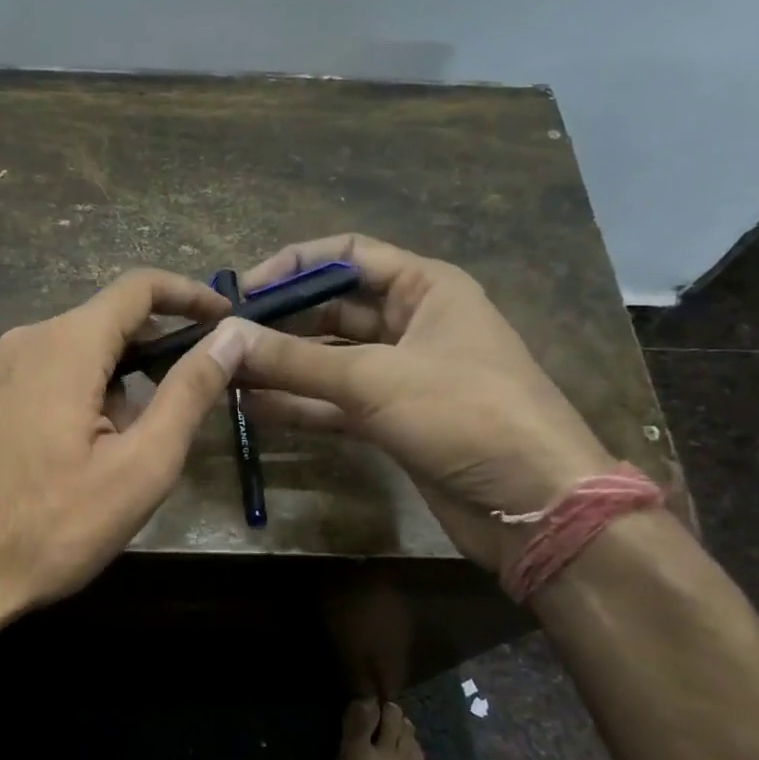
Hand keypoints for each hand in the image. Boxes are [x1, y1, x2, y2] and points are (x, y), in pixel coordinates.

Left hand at [0, 269, 243, 631]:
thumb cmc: (52, 527)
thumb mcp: (140, 466)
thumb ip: (189, 394)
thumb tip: (231, 337)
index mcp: (65, 345)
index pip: (138, 288)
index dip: (189, 295)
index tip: (224, 319)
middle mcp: (21, 343)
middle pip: (104, 325)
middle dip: (151, 358)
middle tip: (180, 412)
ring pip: (72, 358)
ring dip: (112, 388)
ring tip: (121, 458)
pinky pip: (40, 382)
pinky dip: (75, 401)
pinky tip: (73, 462)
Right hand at [220, 233, 614, 567]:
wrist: (534, 504)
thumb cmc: (465, 414)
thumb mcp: (375, 379)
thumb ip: (296, 360)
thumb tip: (226, 338)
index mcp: (426, 287)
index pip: (348, 255)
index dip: (294, 266)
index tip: (242, 292)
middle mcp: (413, 323)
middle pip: (333, 309)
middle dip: (280, 323)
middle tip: (224, 340)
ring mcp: (402, 375)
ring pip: (330, 360)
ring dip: (282, 368)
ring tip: (226, 374)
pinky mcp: (393, 421)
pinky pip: (336, 403)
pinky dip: (299, 405)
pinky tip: (252, 409)